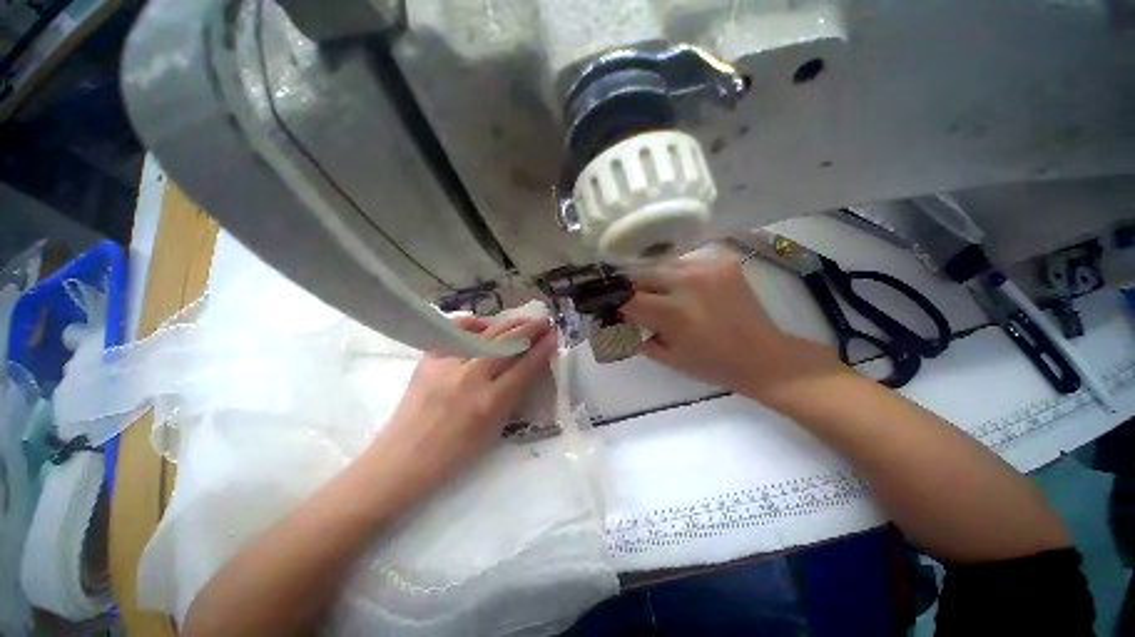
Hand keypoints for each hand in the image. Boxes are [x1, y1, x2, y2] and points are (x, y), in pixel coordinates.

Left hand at [367, 315, 556, 495]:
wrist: (404, 458)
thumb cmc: (455, 454)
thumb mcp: (494, 429)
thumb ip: (513, 395)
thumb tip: (528, 366)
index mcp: (490, 402)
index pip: (524, 367)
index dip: (542, 349)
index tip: (554, 336)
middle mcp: (471, 378)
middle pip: (507, 344)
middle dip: (529, 329)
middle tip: (543, 322)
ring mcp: (448, 365)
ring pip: (486, 335)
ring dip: (509, 324)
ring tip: (523, 320)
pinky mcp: (429, 359)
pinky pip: (454, 332)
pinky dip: (472, 323)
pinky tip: (484, 323)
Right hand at [620, 257, 845, 403]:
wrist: (762, 355)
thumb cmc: (712, 364)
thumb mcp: (667, 357)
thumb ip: (638, 337)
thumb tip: (620, 320)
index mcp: (674, 312)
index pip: (629, 297)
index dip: (615, 301)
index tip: (610, 305)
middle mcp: (688, 282)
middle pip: (642, 274)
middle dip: (633, 288)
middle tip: (634, 300)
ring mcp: (707, 267)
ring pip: (662, 264)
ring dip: (655, 279)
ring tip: (661, 294)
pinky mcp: (723, 261)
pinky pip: (686, 262)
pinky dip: (677, 274)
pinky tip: (684, 288)